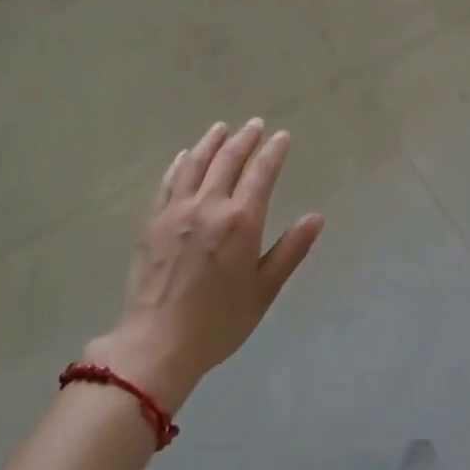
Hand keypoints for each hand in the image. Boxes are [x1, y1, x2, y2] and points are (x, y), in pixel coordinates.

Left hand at [85, 119, 323, 411]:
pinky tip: (185, 156)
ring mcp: (176, 211)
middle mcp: (208, 206)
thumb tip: (316, 217)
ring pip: (196, 164)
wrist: (157, 344)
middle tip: (255, 125)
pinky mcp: (153, 222)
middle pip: (228, 161)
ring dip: (211, 142)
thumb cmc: (218, 322)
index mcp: (241, 222)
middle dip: (244, 139)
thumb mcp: (264, 290)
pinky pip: (168, 182)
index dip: (273, 152)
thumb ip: (290, 250)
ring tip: (221, 128)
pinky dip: (180, 164)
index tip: (282, 136)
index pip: (261, 174)